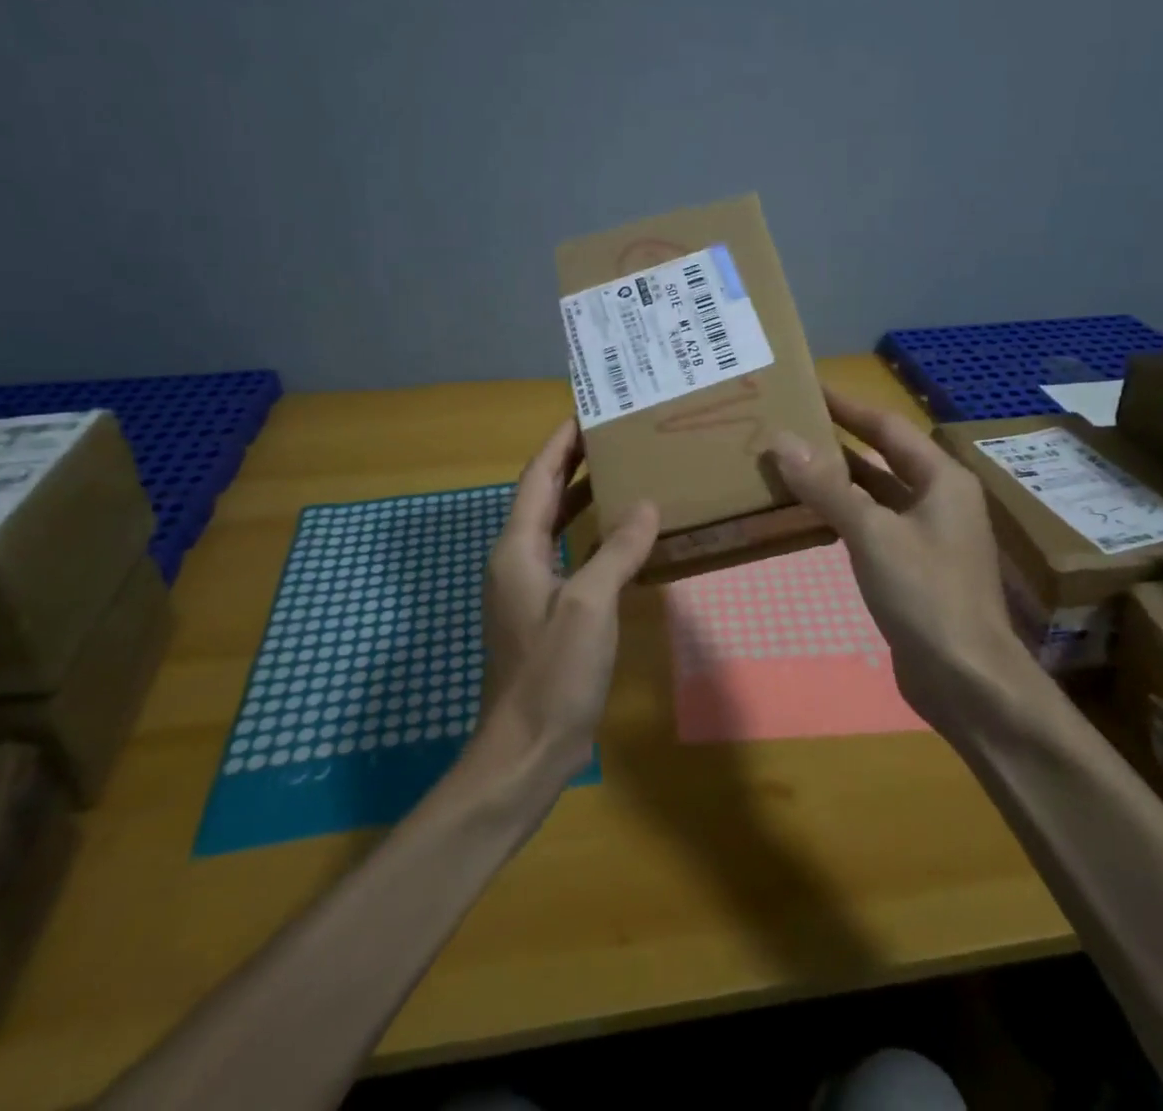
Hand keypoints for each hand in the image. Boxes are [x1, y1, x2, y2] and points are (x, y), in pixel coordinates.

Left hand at [476, 420, 659, 783]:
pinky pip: (567, 557)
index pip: (537, 478)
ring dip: (581, 498)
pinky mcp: (544, 614)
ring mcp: (528, 590)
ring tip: (621, 474)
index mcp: (517, 549)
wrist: (525, 750)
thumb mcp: (589, 605)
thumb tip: (646, 504)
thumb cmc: (553, 673)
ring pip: (554, 528)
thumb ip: (617, 550)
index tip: (587, 412)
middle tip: (612, 436)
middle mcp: (516, 561)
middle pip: (542, 497)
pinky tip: (621, 538)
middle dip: (572, 464)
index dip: (560, 443)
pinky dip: (590, 537)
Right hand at [767, 390, 1037, 728]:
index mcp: (942, 480)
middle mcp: (939, 500)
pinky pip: (873, 525)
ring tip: (790, 461)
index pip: (887, 427)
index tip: (808, 388)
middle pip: (883, 457)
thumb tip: (782, 439)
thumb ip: (827, 487)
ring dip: (838, 478)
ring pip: (876, 493)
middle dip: (839, 440)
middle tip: (791, 423)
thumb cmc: (925, 595)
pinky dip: (843, 513)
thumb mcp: (872, 534)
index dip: (848, 406)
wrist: (966, 680)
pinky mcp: (913, 567)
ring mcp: (928, 535)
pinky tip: (811, 513)